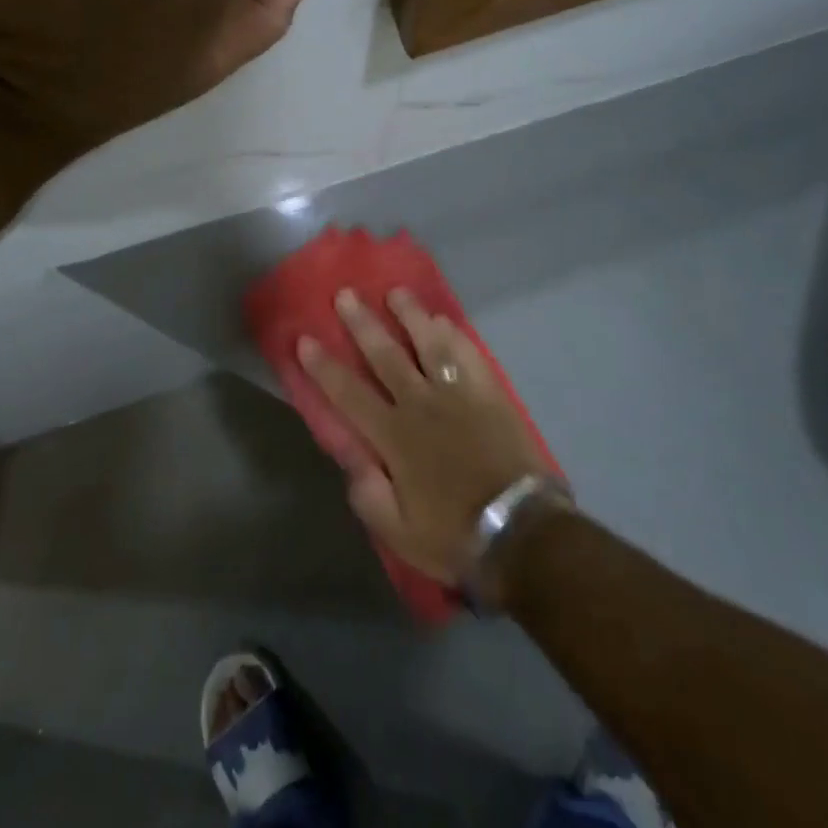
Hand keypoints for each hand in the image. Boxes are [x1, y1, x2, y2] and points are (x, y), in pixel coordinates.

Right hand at [298, 289, 555, 595]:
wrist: (522, 532)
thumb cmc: (455, 534)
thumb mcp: (399, 532)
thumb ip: (367, 494)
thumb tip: (350, 459)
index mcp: (393, 437)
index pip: (348, 393)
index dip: (323, 366)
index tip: (305, 339)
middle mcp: (420, 404)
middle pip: (385, 354)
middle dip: (361, 323)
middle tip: (345, 294)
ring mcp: (457, 394)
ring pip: (428, 342)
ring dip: (410, 314)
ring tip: (396, 292)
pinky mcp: (488, 393)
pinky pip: (467, 354)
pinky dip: (452, 334)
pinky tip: (442, 320)